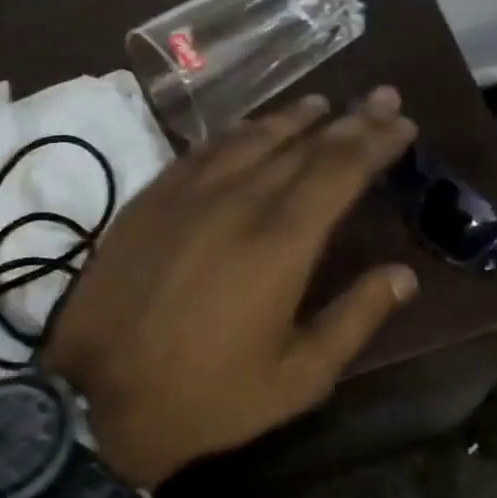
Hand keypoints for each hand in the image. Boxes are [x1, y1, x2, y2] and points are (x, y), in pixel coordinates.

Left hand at [42, 87, 419, 488]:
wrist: (93, 401)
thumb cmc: (209, 395)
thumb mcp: (299, 378)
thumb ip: (356, 319)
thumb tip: (404, 276)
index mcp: (282, 242)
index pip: (341, 170)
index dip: (376, 141)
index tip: (403, 122)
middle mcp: (239, 201)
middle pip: (305, 144)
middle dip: (350, 119)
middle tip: (381, 96)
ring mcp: (188, 194)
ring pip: (253, 138)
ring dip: (294, 117)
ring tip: (324, 103)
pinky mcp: (151, 199)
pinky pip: (204, 150)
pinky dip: (238, 133)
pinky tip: (251, 129)